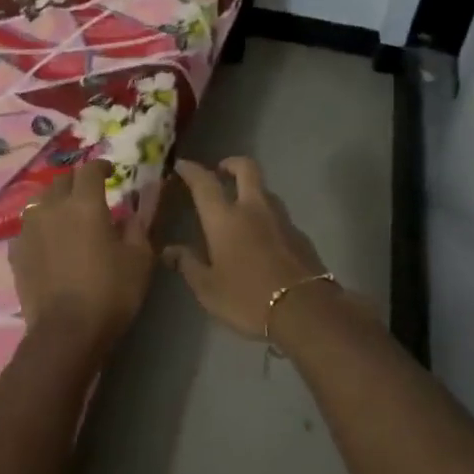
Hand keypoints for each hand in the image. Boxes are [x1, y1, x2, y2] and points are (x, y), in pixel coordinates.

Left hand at [10, 161, 154, 346]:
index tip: (110, 172)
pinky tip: (48, 242)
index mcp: (85, 204)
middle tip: (89, 194)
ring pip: (40, 202)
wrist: (66, 332)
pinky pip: (28, 228)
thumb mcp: (139, 260)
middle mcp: (52, 208)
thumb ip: (137, 229)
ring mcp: (29, 229)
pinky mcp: (15, 252)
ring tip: (66, 215)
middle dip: (76, 182)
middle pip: (61, 181)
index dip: (101, 166)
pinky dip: (39, 228)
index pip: (90, 170)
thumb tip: (131, 215)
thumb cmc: (110, 292)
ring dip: (55, 202)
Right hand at [163, 158, 332, 341]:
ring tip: (240, 208)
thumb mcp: (208, 289)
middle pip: (246, 168)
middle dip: (231, 163)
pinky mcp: (300, 234)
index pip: (204, 182)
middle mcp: (253, 208)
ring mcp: (281, 219)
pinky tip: (262, 238)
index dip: (191, 170)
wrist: (304, 310)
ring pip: (265, 190)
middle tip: (220, 172)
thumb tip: (169, 250)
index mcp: (224, 218)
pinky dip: (266, 217)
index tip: (182, 165)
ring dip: (251, 190)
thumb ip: (188, 264)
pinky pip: (279, 215)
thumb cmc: (247, 298)